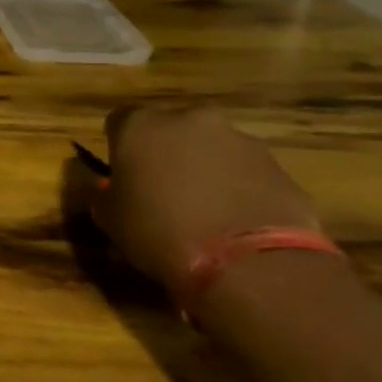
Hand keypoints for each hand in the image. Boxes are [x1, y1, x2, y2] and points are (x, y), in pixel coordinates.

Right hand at [71, 103, 322, 302]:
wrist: (247, 261)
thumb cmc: (159, 231)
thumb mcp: (109, 217)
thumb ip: (103, 192)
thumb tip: (104, 188)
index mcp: (140, 125)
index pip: (119, 121)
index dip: (119, 146)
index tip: (121, 174)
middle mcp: (189, 119)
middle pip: (171, 127)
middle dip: (166, 151)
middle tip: (162, 188)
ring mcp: (239, 139)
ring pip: (212, 147)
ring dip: (205, 167)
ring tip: (204, 209)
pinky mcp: (278, 165)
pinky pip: (246, 171)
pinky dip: (238, 187)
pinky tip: (234, 220)